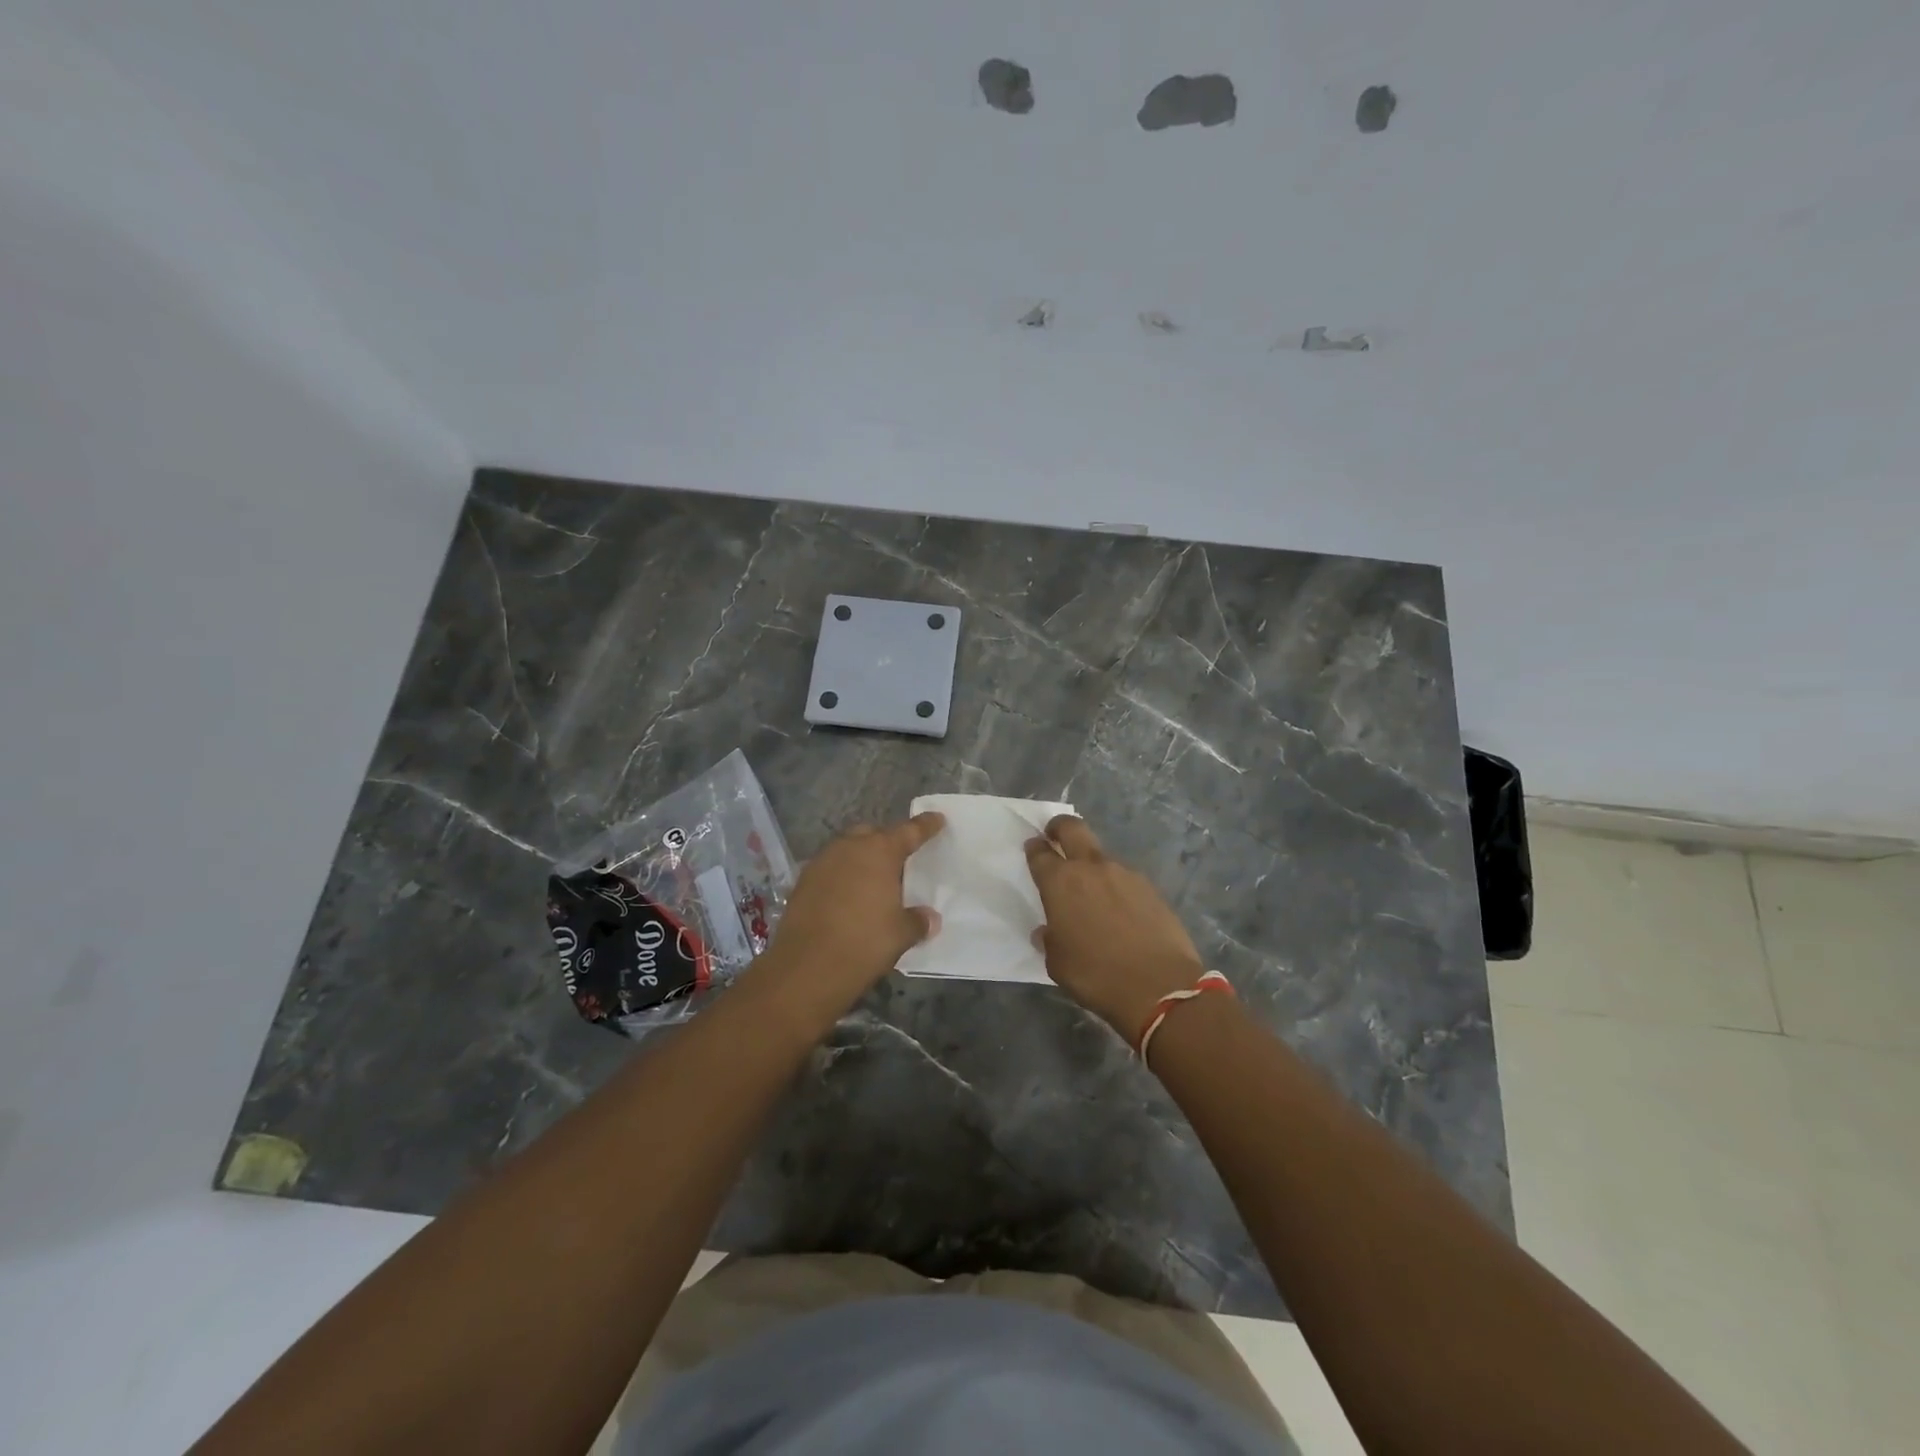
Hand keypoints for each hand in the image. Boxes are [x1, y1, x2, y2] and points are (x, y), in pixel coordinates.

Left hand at [758, 812, 945, 1017]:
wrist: (806, 968)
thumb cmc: (863, 943)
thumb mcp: (900, 934)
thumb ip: (917, 921)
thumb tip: (930, 918)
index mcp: (879, 852)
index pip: (909, 831)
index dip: (925, 826)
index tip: (937, 819)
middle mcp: (849, 848)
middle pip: (873, 834)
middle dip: (887, 841)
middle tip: (900, 859)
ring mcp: (822, 862)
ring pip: (847, 849)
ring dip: (861, 858)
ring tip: (873, 880)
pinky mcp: (802, 881)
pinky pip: (830, 868)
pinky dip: (842, 876)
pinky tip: (847, 897)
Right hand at [1026, 815, 1207, 1040]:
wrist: (1160, 986)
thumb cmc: (1096, 975)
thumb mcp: (1058, 963)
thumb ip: (1049, 939)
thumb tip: (1048, 931)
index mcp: (1060, 882)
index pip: (1040, 853)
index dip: (1034, 848)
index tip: (1033, 848)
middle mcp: (1092, 868)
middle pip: (1072, 828)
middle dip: (1060, 827)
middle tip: (1055, 835)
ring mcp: (1125, 874)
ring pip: (1101, 856)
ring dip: (1092, 866)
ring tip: (1093, 895)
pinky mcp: (1150, 888)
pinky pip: (1125, 879)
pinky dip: (1117, 888)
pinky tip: (1121, 912)